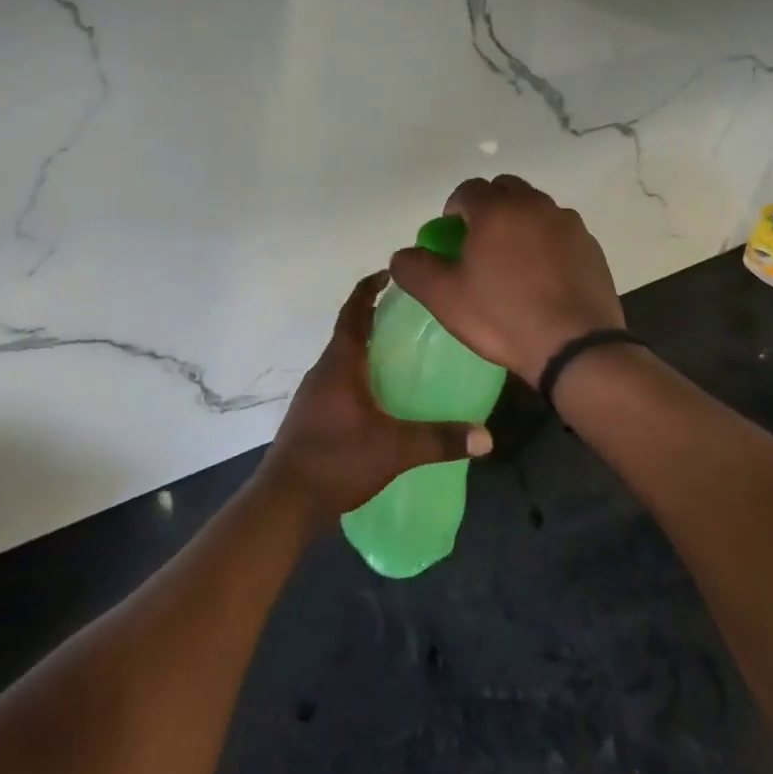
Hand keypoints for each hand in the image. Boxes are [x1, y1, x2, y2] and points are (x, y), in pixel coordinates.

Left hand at [257, 273, 492, 522]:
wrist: (285, 500)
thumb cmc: (336, 460)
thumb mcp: (394, 449)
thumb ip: (440, 440)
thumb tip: (487, 436)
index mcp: (340, 364)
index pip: (353, 312)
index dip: (368, 288)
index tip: (389, 273)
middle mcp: (323, 371)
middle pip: (349, 333)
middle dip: (375, 320)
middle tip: (411, 318)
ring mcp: (314, 394)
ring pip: (344, 360)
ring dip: (367, 350)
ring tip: (402, 357)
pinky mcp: (312, 416)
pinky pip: (339, 383)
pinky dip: (360, 377)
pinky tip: (382, 400)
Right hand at [388, 175, 623, 386]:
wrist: (575, 347)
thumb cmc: (503, 317)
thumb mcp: (444, 298)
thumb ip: (415, 269)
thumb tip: (403, 255)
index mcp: (497, 210)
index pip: (468, 189)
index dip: (454, 208)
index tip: (451, 237)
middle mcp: (535, 206)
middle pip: (505, 189)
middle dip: (488, 207)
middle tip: (479, 243)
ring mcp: (568, 224)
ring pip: (536, 208)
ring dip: (519, 222)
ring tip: (513, 261)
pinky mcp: (591, 246)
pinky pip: (560, 231)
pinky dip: (546, 242)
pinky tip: (542, 276)